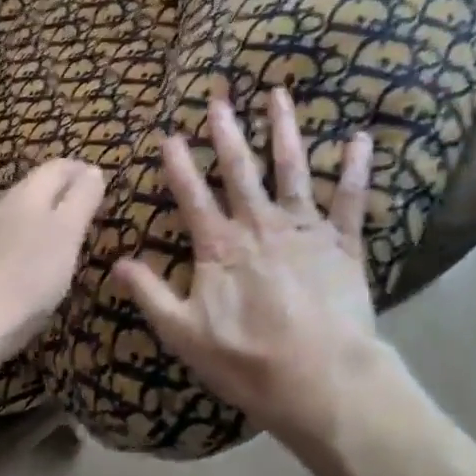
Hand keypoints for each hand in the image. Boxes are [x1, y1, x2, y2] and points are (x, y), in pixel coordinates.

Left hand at [0, 159, 104, 359]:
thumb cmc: (24, 281)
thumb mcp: (66, 237)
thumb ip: (81, 200)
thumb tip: (93, 170)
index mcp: (25, 195)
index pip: (57, 168)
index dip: (79, 171)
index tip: (99, 183)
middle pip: (33, 189)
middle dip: (59, 195)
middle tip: (84, 215)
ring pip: (14, 216)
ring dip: (37, 221)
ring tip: (57, 244)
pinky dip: (17, 246)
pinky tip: (23, 270)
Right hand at [115, 90, 391, 449]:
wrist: (322, 382)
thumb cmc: (250, 363)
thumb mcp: (186, 335)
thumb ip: (151, 295)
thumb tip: (116, 262)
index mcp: (221, 245)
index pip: (192, 195)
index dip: (178, 163)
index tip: (169, 133)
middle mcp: (260, 223)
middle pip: (240, 169)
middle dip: (227, 131)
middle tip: (221, 97)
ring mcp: (303, 227)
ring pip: (292, 168)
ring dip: (284, 129)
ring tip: (279, 94)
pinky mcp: (341, 241)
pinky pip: (349, 198)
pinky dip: (355, 167)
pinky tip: (359, 138)